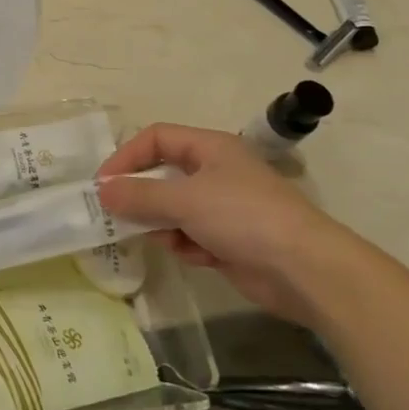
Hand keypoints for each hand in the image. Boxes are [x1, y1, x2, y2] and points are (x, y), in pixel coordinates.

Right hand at [96, 124, 355, 325]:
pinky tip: (193, 255)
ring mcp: (224, 208)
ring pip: (174, 208)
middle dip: (141, 195)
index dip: (127, 156)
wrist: (306, 270)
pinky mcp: (230, 240)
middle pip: (163, 175)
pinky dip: (186, 245)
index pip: (157, 138)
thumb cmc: (244, 217)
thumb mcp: (185, 200)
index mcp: (210, 148)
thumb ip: (140, 195)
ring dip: (162, 224)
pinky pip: (191, 235)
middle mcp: (216, 172)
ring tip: (161, 238)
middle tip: (116, 214)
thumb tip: (102, 191)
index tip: (104, 183)